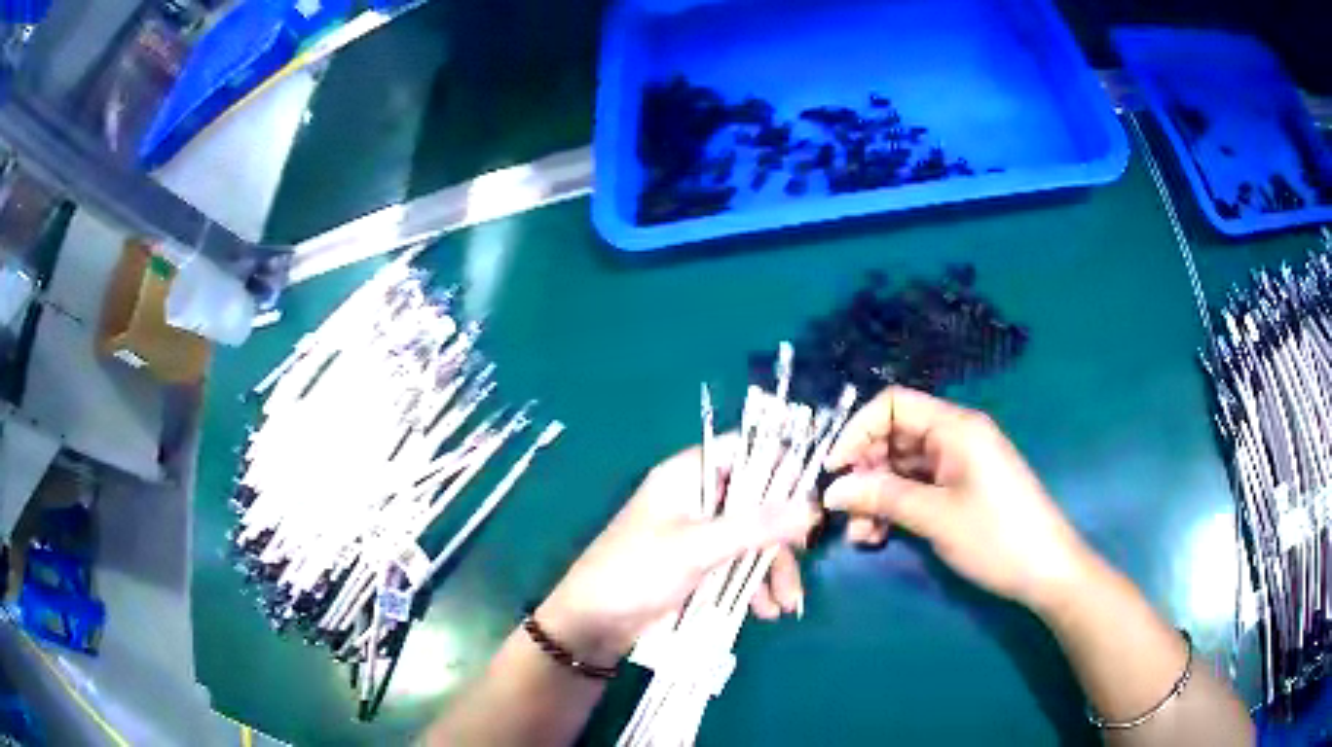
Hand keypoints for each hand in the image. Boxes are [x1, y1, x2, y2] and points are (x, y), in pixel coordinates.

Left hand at [538, 440, 818, 666]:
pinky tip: (765, 612)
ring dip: (773, 570)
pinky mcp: (699, 565)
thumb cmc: (637, 571)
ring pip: (752, 538)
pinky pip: (739, 565)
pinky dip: (755, 586)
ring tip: (785, 606)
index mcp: (689, 475)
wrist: (594, 623)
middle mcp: (698, 497)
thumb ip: (756, 527)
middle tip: (801, 562)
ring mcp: (699, 533)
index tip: (811, 497)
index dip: (780, 467)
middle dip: (781, 537)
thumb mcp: (698, 548)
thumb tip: (813, 508)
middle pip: (757, 501)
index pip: (745, 451)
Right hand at [822, 386, 1090, 611]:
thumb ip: (883, 498)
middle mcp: (955, 437)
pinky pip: (918, 488)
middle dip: (865, 473)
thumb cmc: (996, 536)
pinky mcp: (961, 489)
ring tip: (864, 536)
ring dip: (877, 497)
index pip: (894, 404)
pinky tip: (881, 536)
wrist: (1046, 570)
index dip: (858, 431)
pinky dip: (896, 507)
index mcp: (955, 427)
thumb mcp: (936, 517)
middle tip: (847, 513)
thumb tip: (833, 490)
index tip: (835, 470)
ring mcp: (959, 464)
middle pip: (894, 437)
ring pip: (902, 467)